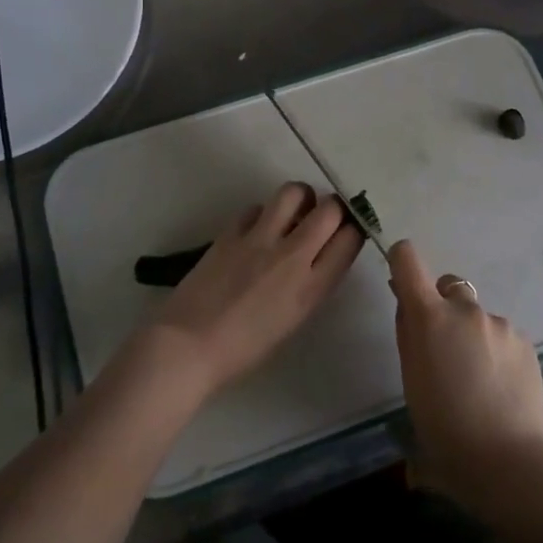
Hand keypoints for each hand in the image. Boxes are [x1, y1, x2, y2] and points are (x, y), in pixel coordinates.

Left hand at [137, 182, 362, 403]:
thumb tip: (319, 256)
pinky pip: (256, 207)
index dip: (354, 230)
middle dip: (333, 207)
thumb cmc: (244, 350)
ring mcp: (259, 239)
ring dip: (300, 198)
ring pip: (294, 192)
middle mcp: (292, 256)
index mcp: (312, 288)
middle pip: (330, 209)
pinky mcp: (230, 232)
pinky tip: (256, 230)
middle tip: (323, 217)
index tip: (347, 232)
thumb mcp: (293, 321)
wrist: (188, 347)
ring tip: (293, 212)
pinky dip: (262, 213)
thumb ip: (312, 285)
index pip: (351, 239)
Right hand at [387, 240, 542, 512]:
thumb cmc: (444, 429)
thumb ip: (409, 336)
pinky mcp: (525, 341)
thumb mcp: (411, 381)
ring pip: (477, 315)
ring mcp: (499, 323)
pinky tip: (498, 386)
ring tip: (476, 378)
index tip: (401, 279)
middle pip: (449, 286)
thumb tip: (409, 309)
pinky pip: (501, 334)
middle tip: (442, 348)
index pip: (408, 260)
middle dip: (442, 306)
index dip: (402, 260)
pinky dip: (495, 350)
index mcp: (429, 317)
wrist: (506, 461)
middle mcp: (465, 309)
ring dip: (471, 332)